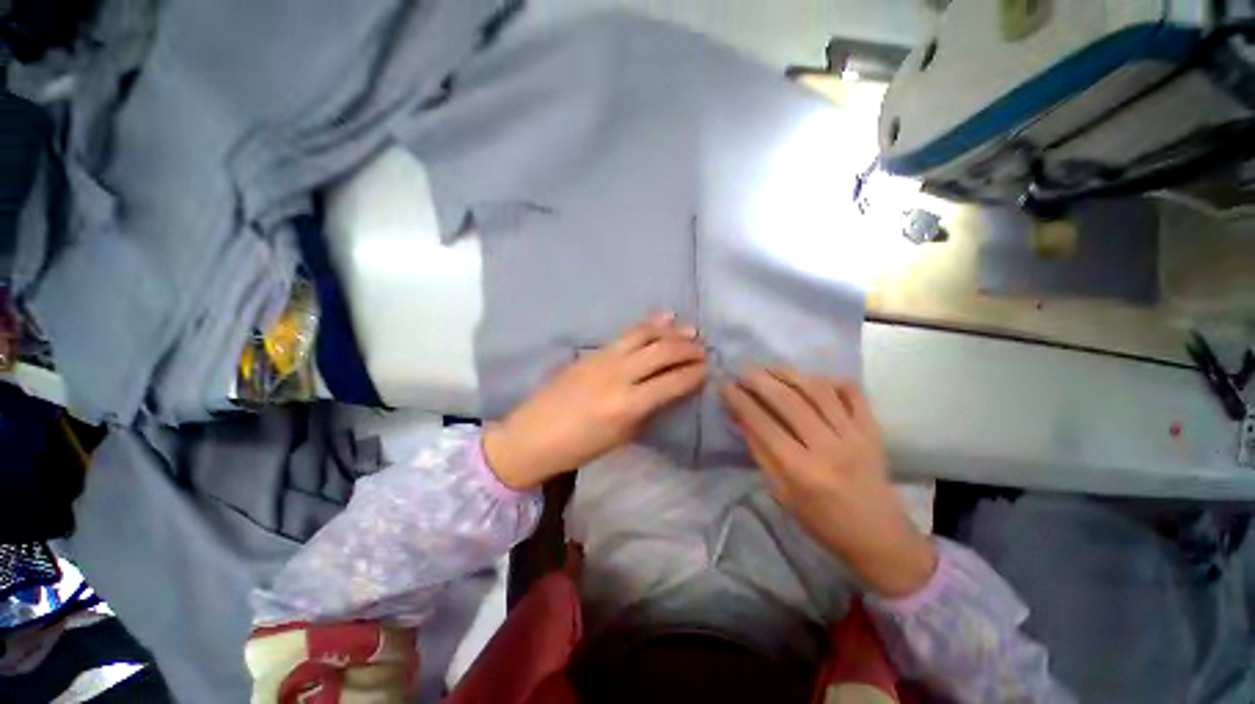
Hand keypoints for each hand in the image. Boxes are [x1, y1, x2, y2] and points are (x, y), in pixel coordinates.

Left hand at [483, 313, 706, 490]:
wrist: (533, 434)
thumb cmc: (579, 446)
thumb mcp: (622, 437)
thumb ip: (647, 411)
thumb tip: (668, 390)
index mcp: (628, 404)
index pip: (672, 382)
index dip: (694, 375)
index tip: (708, 370)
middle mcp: (619, 375)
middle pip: (662, 352)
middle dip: (688, 350)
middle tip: (704, 351)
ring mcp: (604, 357)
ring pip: (645, 335)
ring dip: (671, 331)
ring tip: (690, 331)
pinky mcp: (593, 350)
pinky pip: (626, 333)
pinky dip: (648, 324)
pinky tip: (663, 318)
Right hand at [721, 368, 936, 597]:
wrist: (879, 536)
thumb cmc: (821, 521)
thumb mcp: (780, 493)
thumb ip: (759, 452)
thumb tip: (739, 417)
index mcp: (801, 470)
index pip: (762, 424)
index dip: (740, 401)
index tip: (725, 386)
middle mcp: (828, 447)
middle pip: (788, 401)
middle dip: (760, 380)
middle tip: (743, 371)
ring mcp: (855, 435)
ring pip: (817, 390)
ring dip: (789, 373)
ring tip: (769, 368)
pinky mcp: (873, 429)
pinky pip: (852, 392)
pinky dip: (831, 380)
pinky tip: (812, 378)